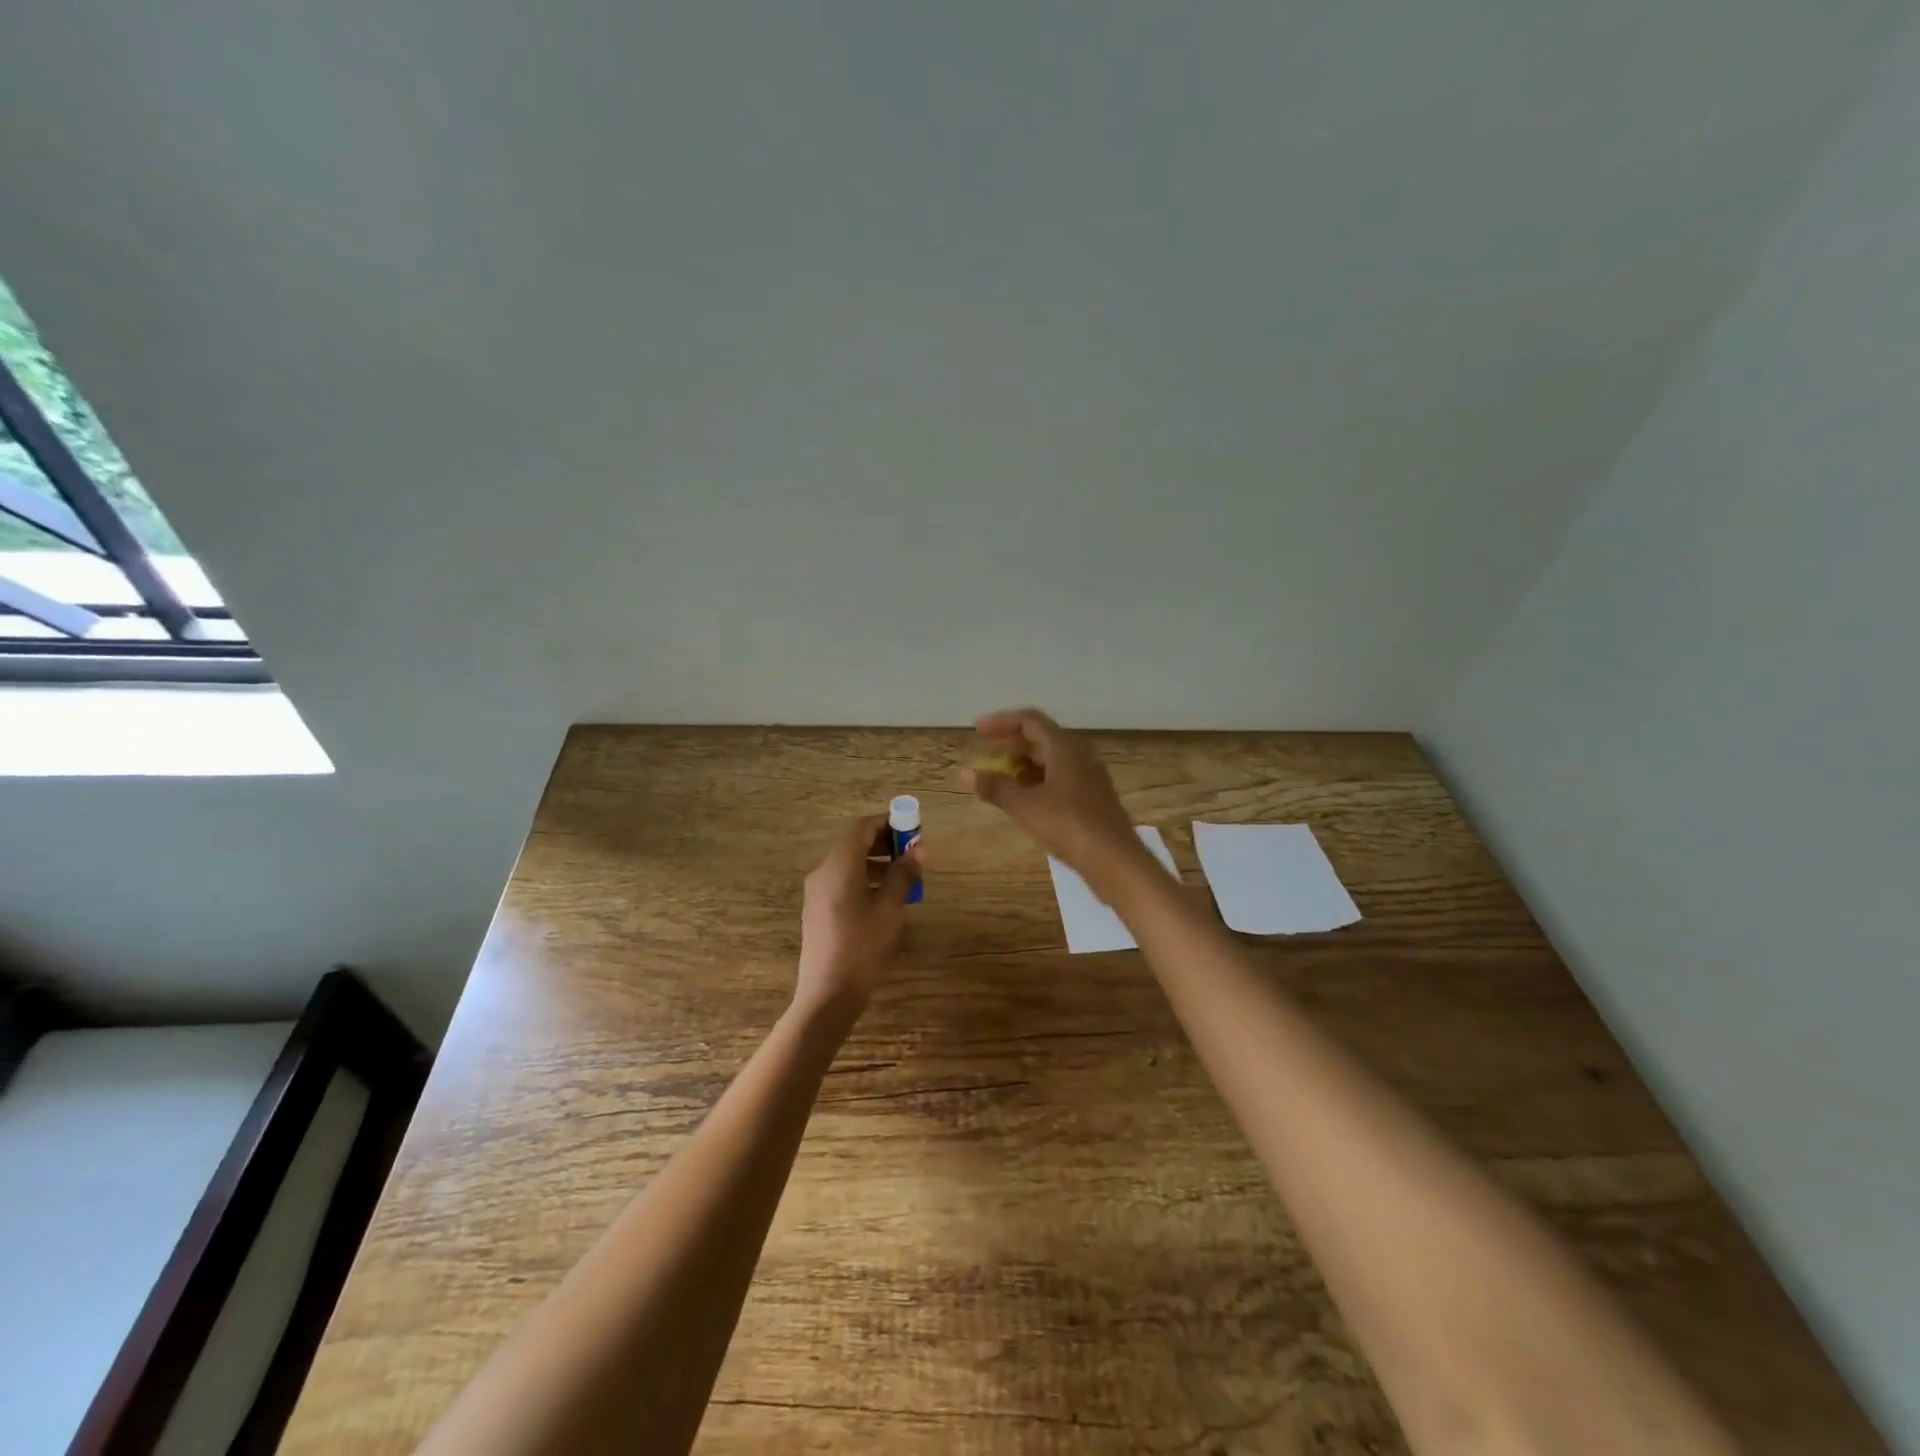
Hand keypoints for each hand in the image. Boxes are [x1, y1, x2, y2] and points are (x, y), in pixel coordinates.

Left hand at [794, 815, 919, 1018]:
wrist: (827, 994)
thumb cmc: (862, 947)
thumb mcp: (890, 909)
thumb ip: (903, 874)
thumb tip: (919, 848)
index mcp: (840, 865)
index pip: (862, 827)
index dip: (888, 823)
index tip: (913, 831)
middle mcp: (823, 871)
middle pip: (853, 843)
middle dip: (884, 843)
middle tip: (912, 855)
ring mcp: (816, 891)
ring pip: (848, 863)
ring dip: (875, 862)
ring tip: (903, 879)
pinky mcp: (816, 909)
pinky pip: (842, 881)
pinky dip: (863, 879)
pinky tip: (883, 900)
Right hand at [962, 708, 1142, 884]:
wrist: (1114, 860)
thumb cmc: (1068, 824)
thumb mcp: (1025, 806)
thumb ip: (996, 787)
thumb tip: (967, 772)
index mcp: (1064, 746)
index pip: (1029, 721)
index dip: (1001, 722)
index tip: (977, 730)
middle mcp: (1080, 754)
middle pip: (1042, 738)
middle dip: (1012, 744)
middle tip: (987, 753)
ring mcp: (1089, 776)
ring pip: (1052, 759)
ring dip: (1025, 764)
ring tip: (1001, 779)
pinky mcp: (1093, 797)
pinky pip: (1061, 777)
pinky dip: (1039, 781)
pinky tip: (1026, 799)